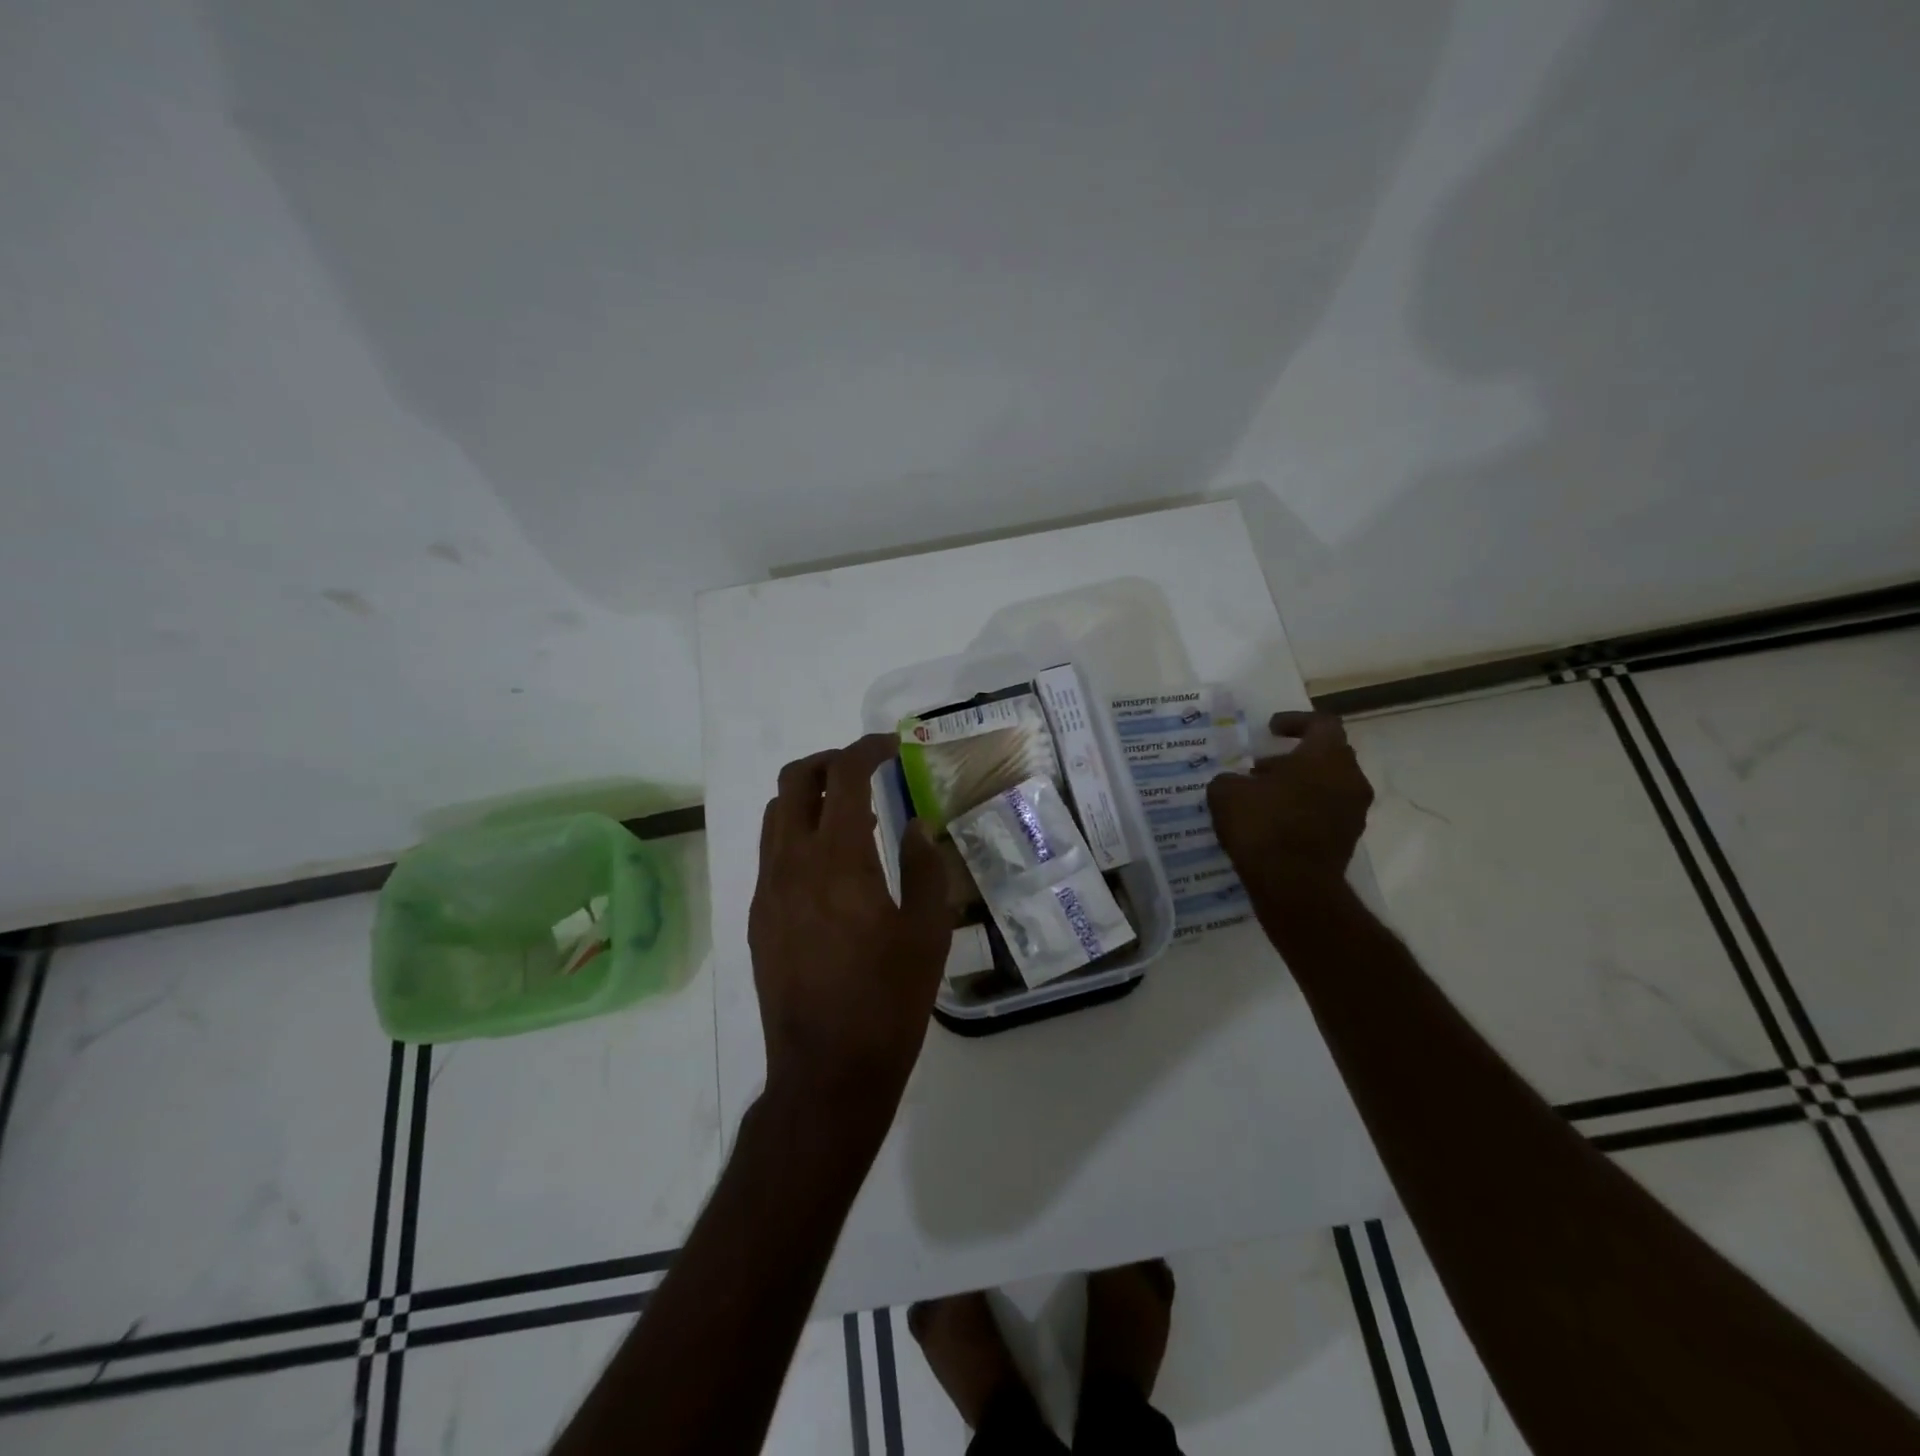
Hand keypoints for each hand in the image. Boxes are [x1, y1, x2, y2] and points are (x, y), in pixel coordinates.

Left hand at [749, 733, 950, 1119]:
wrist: (826, 1071)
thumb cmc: (888, 1001)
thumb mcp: (927, 933)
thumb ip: (926, 869)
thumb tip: (918, 828)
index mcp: (838, 860)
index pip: (844, 776)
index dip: (868, 749)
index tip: (892, 746)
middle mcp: (792, 864)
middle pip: (794, 781)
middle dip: (829, 762)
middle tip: (866, 770)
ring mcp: (767, 891)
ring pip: (777, 816)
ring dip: (810, 798)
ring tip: (851, 815)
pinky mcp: (758, 918)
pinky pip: (773, 854)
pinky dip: (799, 836)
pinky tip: (832, 868)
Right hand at [1206, 712, 1373, 892]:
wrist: (1294, 886)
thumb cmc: (1263, 826)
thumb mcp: (1226, 793)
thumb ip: (1231, 779)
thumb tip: (1236, 782)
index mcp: (1326, 756)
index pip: (1321, 723)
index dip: (1295, 721)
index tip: (1270, 729)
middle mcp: (1349, 778)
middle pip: (1326, 755)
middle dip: (1294, 757)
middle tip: (1261, 767)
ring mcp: (1353, 811)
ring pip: (1327, 785)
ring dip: (1298, 785)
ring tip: (1262, 797)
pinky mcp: (1347, 839)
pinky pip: (1325, 812)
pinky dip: (1303, 809)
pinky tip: (1272, 822)